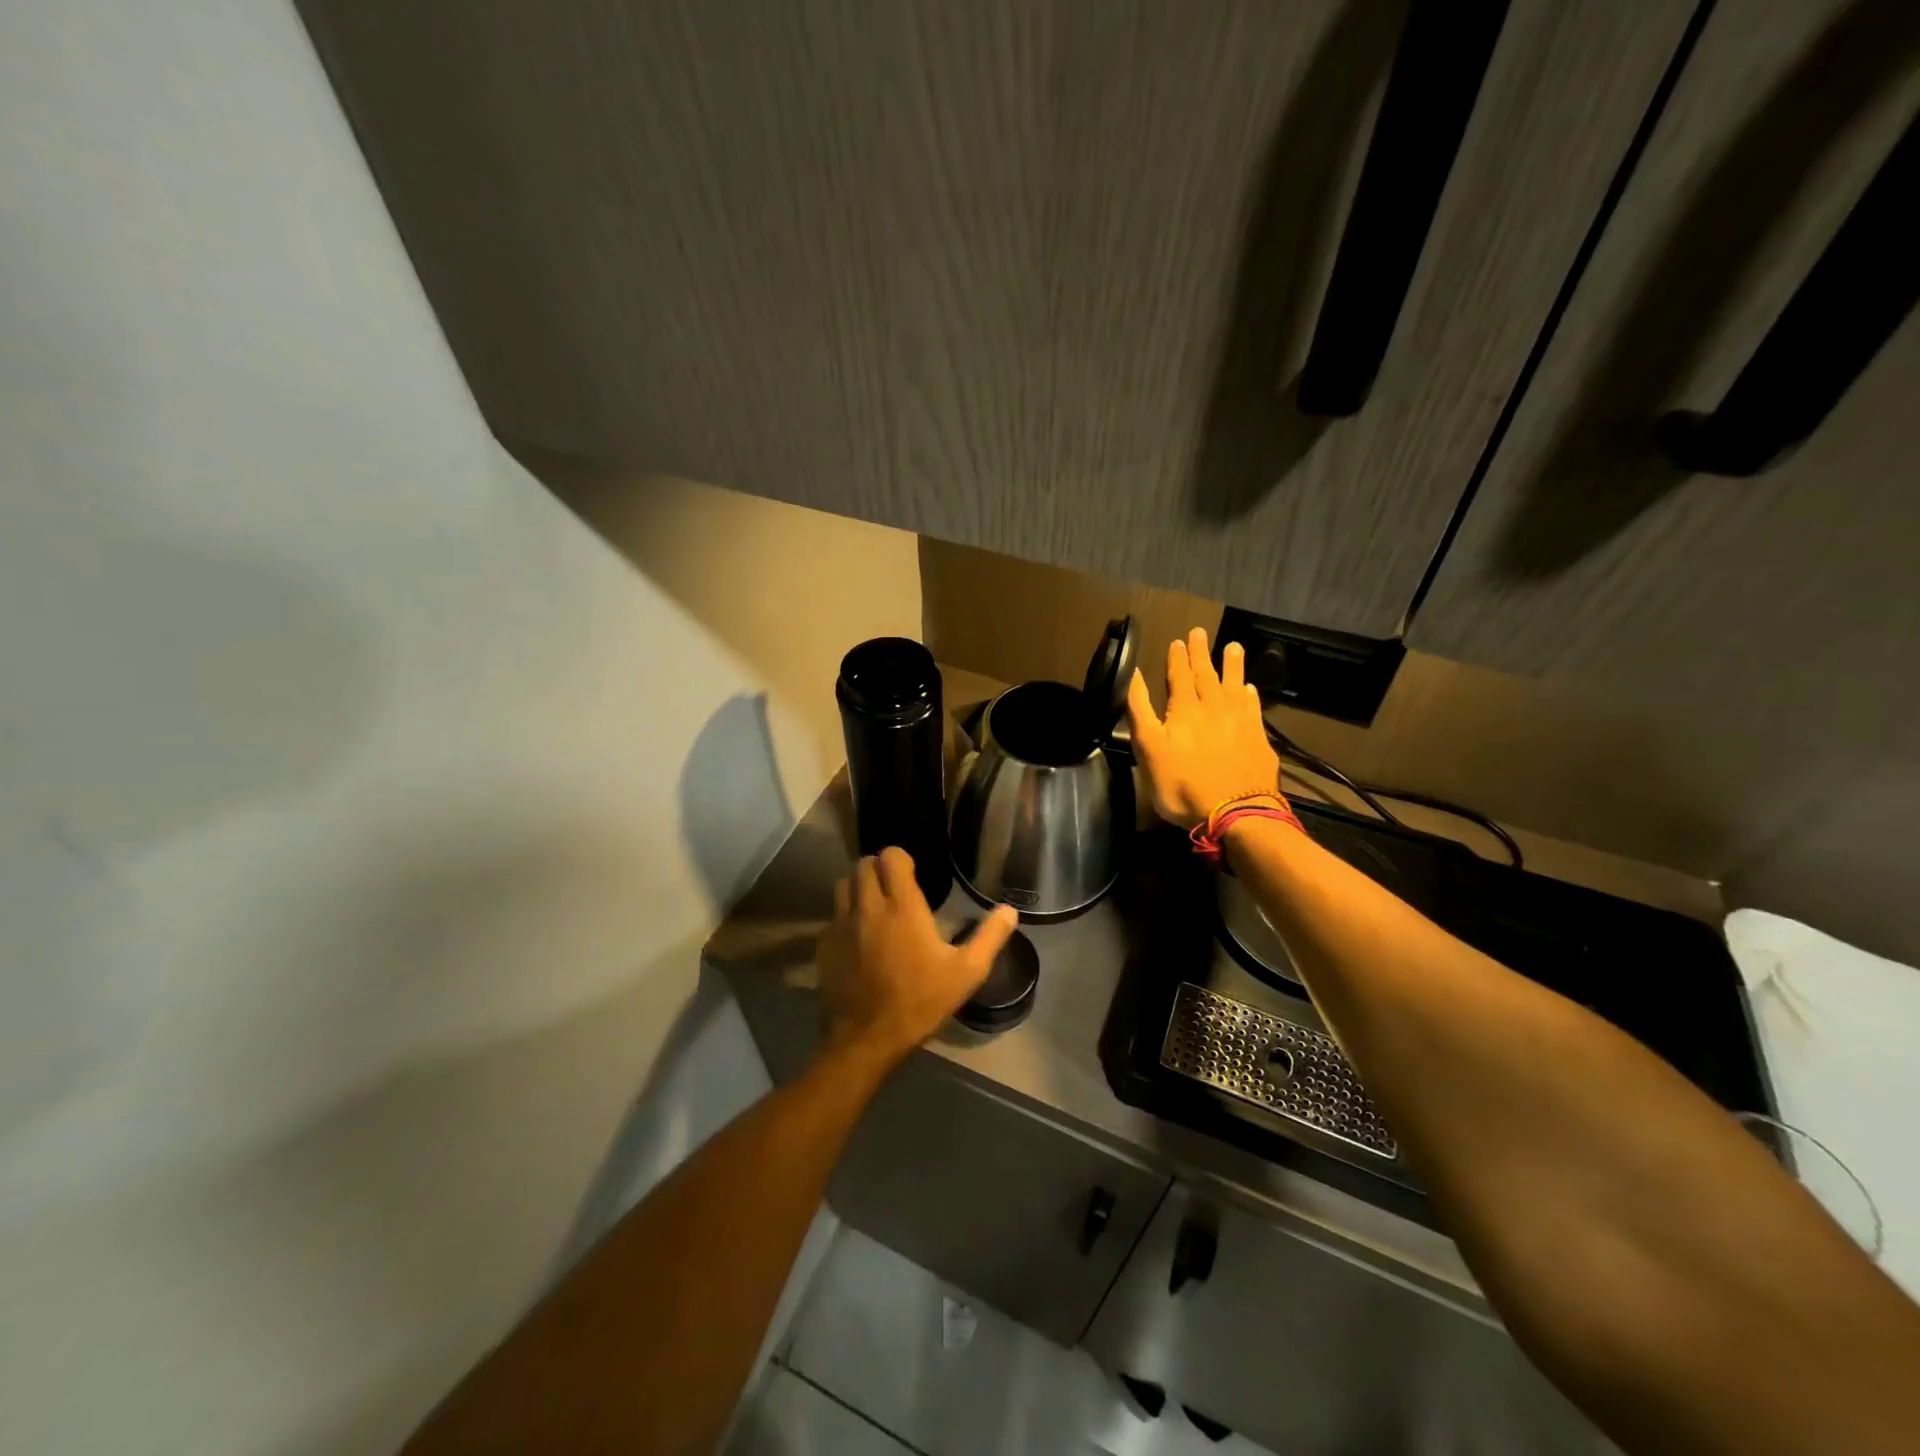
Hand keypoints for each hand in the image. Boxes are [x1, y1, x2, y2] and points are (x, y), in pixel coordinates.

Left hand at [817, 847, 1019, 1068]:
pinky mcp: (824, 944)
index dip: (900, 858)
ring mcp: (841, 924)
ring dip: (858, 888)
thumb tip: (1010, 911)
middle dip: (878, 868)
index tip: (912, 872)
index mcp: (903, 907)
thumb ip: (989, 937)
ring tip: (874, 905)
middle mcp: (868, 906)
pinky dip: (845, 917)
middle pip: (863, 864)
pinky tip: (858, 937)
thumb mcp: (967, 973)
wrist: (868, 1038)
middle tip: (894, 887)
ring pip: (844, 885)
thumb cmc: (921, 1001)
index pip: (891, 857)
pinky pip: (833, 915)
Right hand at [1127, 626, 1282, 829]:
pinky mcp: (1258, 738)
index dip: (1177, 659)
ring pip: (1234, 684)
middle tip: (1199, 633)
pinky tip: (1249, 688)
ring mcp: (1240, 722)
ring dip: (1232, 665)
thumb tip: (1133, 676)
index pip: (1179, 676)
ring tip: (1233, 646)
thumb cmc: (1183, 785)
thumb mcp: (1148, 750)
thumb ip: (1140, 711)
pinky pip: (1253, 708)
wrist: (1236, 813)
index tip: (1177, 641)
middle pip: (1206, 674)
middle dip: (1201, 653)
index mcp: (1184, 710)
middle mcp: (1214, 708)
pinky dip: (1250, 695)